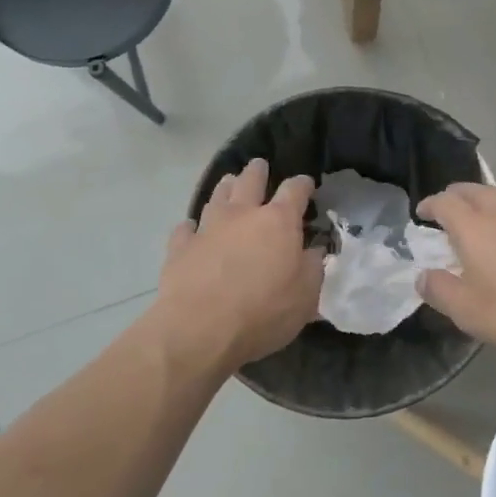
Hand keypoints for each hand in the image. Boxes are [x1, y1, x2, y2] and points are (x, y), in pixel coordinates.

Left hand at [147, 158, 324, 377]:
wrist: (200, 331)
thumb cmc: (264, 312)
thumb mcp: (306, 296)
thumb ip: (313, 268)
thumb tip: (315, 251)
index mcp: (278, 221)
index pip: (294, 190)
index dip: (302, 184)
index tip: (307, 184)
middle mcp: (242, 215)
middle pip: (250, 181)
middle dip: (257, 171)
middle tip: (259, 165)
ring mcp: (207, 229)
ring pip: (216, 197)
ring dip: (225, 188)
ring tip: (228, 182)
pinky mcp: (180, 248)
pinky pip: (185, 229)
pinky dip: (191, 227)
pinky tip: (191, 229)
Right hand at [414, 183, 495, 357]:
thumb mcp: (469, 311)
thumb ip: (440, 291)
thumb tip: (423, 276)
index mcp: (474, 226)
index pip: (445, 202)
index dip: (431, 205)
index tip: (422, 213)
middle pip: (474, 189)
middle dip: (457, 195)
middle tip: (449, 207)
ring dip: (489, 197)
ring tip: (486, 211)